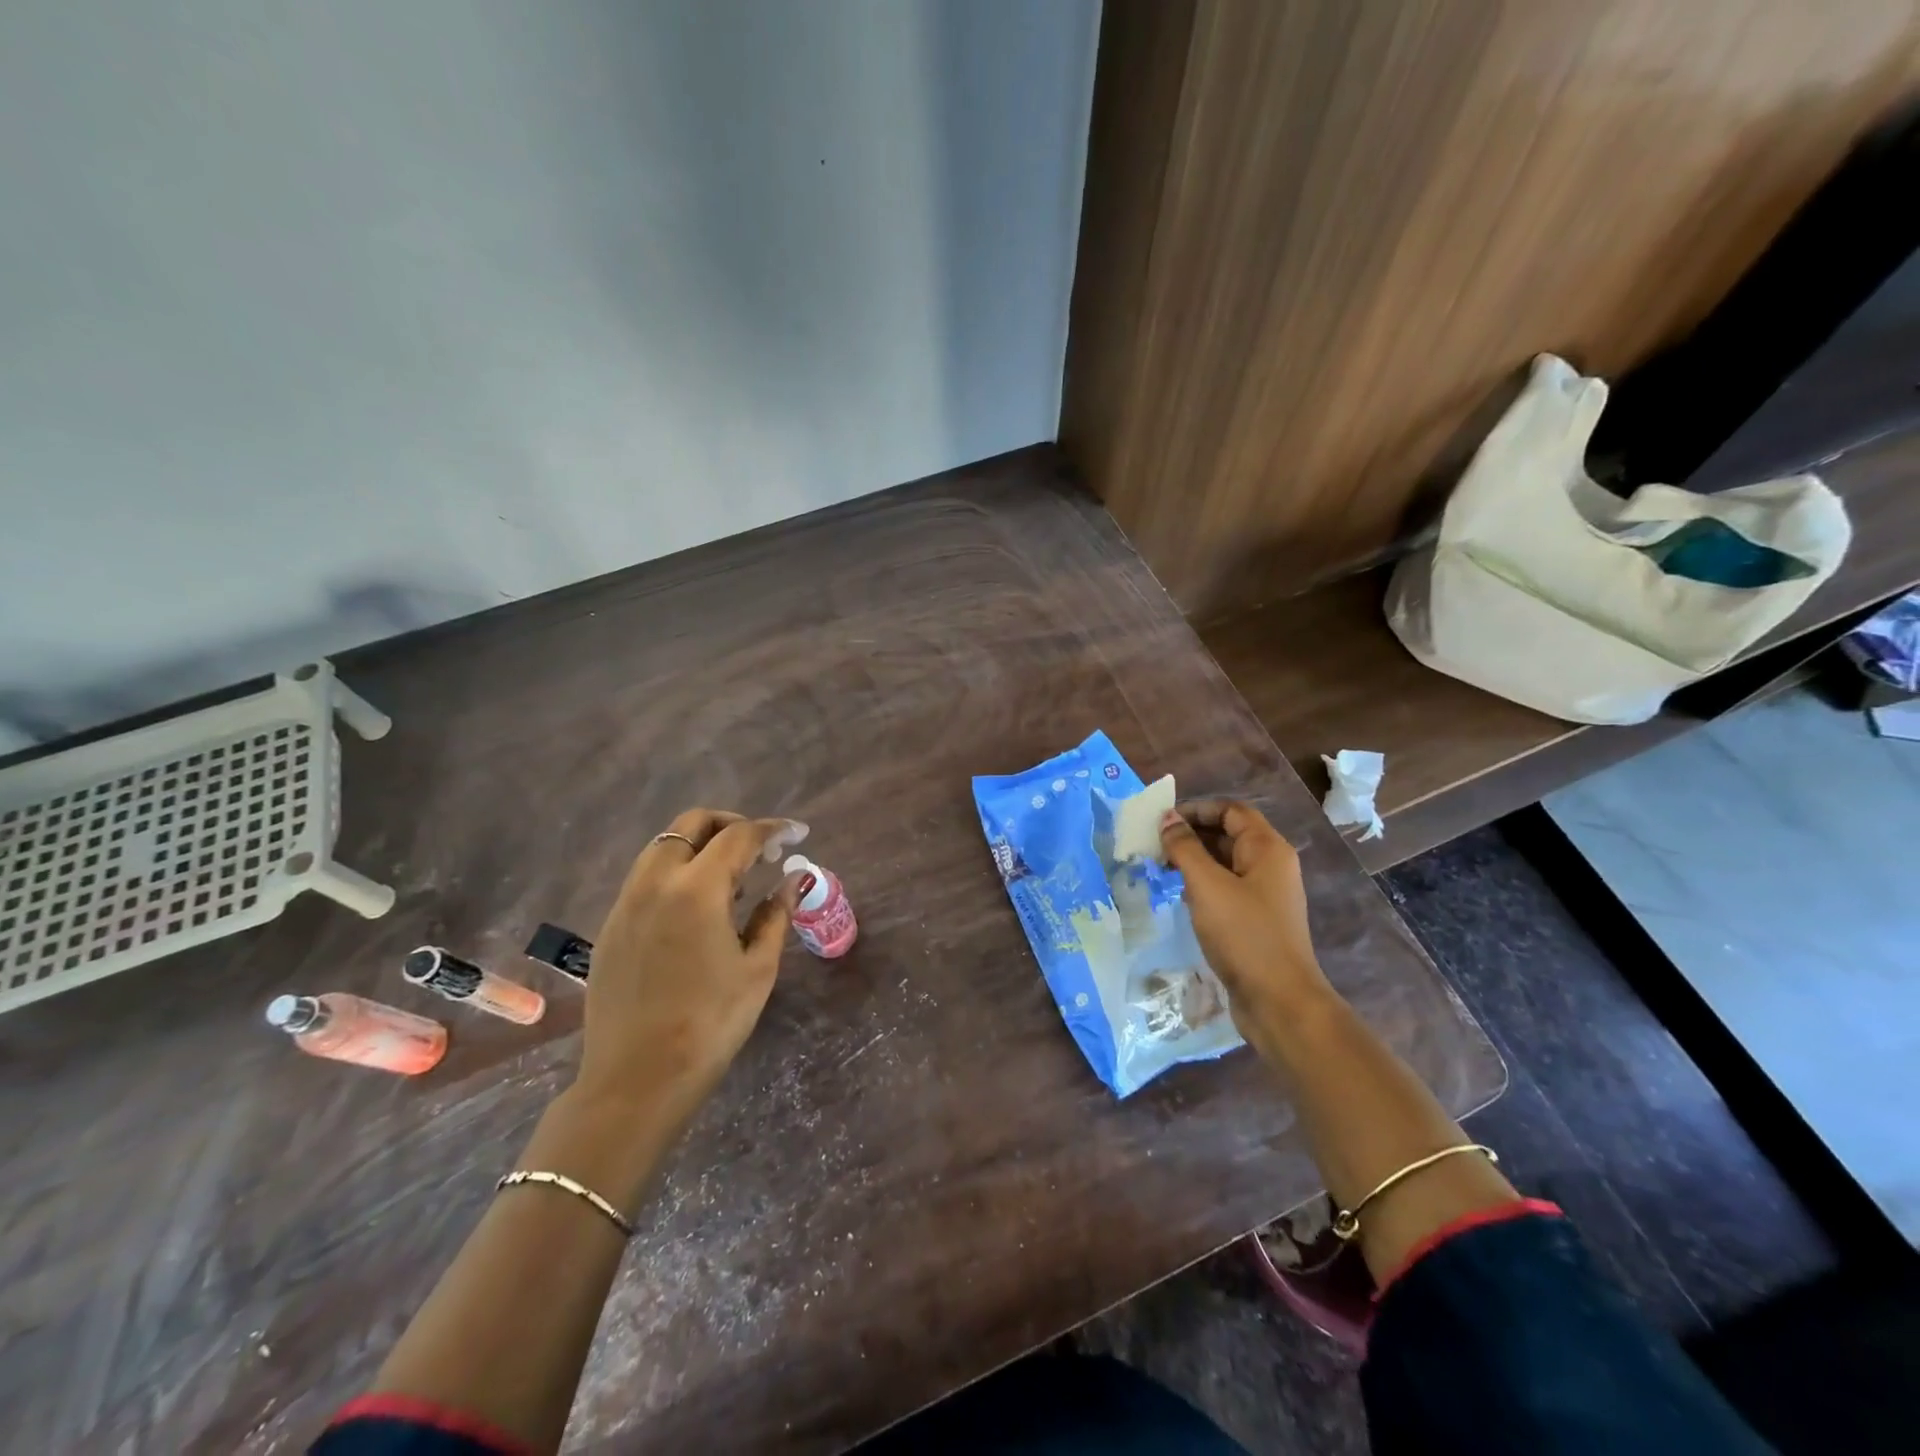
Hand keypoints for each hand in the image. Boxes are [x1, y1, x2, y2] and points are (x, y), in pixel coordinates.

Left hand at [575, 809, 809, 1125]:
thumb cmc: (710, 1024)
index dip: (772, 830)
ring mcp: (626, 903)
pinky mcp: (611, 926)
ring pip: (663, 847)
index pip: (739, 837)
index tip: (796, 834)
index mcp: (696, 890)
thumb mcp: (757, 968)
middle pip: (692, 823)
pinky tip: (697, 908)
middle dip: (730, 824)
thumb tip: (794, 879)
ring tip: (732, 879)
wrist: (636, 1080)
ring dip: (700, 846)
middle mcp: (655, 883)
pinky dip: (677, 872)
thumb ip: (776, 914)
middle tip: (760, 847)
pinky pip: (646, 877)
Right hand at [1159, 799, 1333, 1050]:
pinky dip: (1202, 883)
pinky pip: (1226, 887)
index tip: (1163, 820)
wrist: (1279, 1000)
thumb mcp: (1206, 885)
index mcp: (1267, 848)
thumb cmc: (1244, 934)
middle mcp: (1271, 865)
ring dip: (1194, 859)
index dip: (1197, 809)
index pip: (1231, 810)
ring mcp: (1265, 894)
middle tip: (1154, 844)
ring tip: (1160, 867)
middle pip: (1228, 834)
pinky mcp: (1256, 919)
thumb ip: (1185, 848)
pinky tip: (1180, 895)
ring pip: (1225, 863)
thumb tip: (1168, 819)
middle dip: (1191, 834)